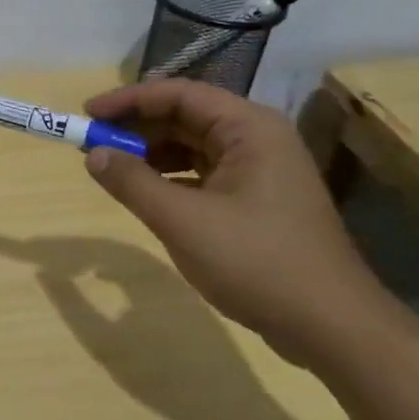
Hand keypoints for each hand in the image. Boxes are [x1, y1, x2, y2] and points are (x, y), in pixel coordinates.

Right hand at [80, 79, 395, 365]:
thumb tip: (93, 153)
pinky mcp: (259, 201)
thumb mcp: (183, 221)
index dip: (128, 100)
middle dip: (138, 128)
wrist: (331, 325)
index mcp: (249, 128)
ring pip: (195, 147)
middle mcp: (258, 139)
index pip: (179, 94)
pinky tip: (148, 196)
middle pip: (187, 116)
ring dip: (152, 154)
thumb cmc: (256, 262)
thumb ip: (133, 182)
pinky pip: (205, 174)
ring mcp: (262, 171)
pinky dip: (172, 179)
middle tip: (93, 144)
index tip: (87, 115)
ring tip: (113, 170)